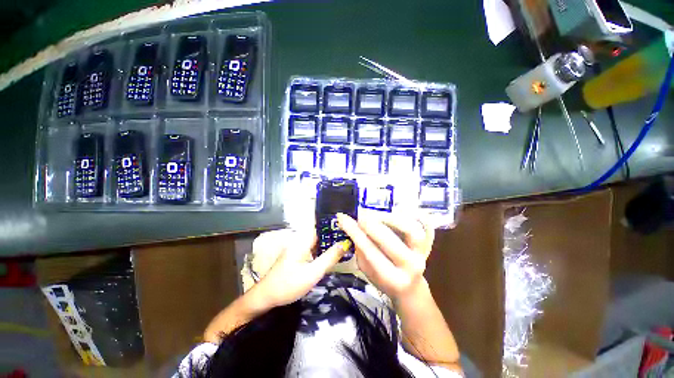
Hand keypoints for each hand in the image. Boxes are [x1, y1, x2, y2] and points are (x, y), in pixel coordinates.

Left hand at [250, 229, 348, 308]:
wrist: (265, 298)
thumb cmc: (288, 284)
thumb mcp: (313, 273)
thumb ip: (329, 258)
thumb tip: (344, 243)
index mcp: (302, 240)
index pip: (321, 227)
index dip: (334, 226)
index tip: (348, 228)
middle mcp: (300, 240)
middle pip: (320, 234)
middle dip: (333, 236)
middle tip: (349, 238)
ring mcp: (297, 248)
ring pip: (316, 242)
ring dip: (328, 244)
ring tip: (344, 245)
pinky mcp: (296, 256)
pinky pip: (312, 249)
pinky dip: (322, 251)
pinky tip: (330, 255)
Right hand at [336, 212, 433, 300]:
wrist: (410, 287)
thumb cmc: (383, 279)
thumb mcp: (367, 270)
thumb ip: (360, 249)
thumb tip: (351, 224)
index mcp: (392, 278)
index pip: (370, 250)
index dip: (355, 232)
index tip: (342, 218)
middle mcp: (410, 265)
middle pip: (389, 239)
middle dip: (370, 223)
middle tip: (358, 213)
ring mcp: (422, 252)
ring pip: (408, 228)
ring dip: (387, 217)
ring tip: (372, 214)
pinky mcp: (427, 242)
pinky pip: (417, 223)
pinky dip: (401, 215)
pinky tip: (386, 213)